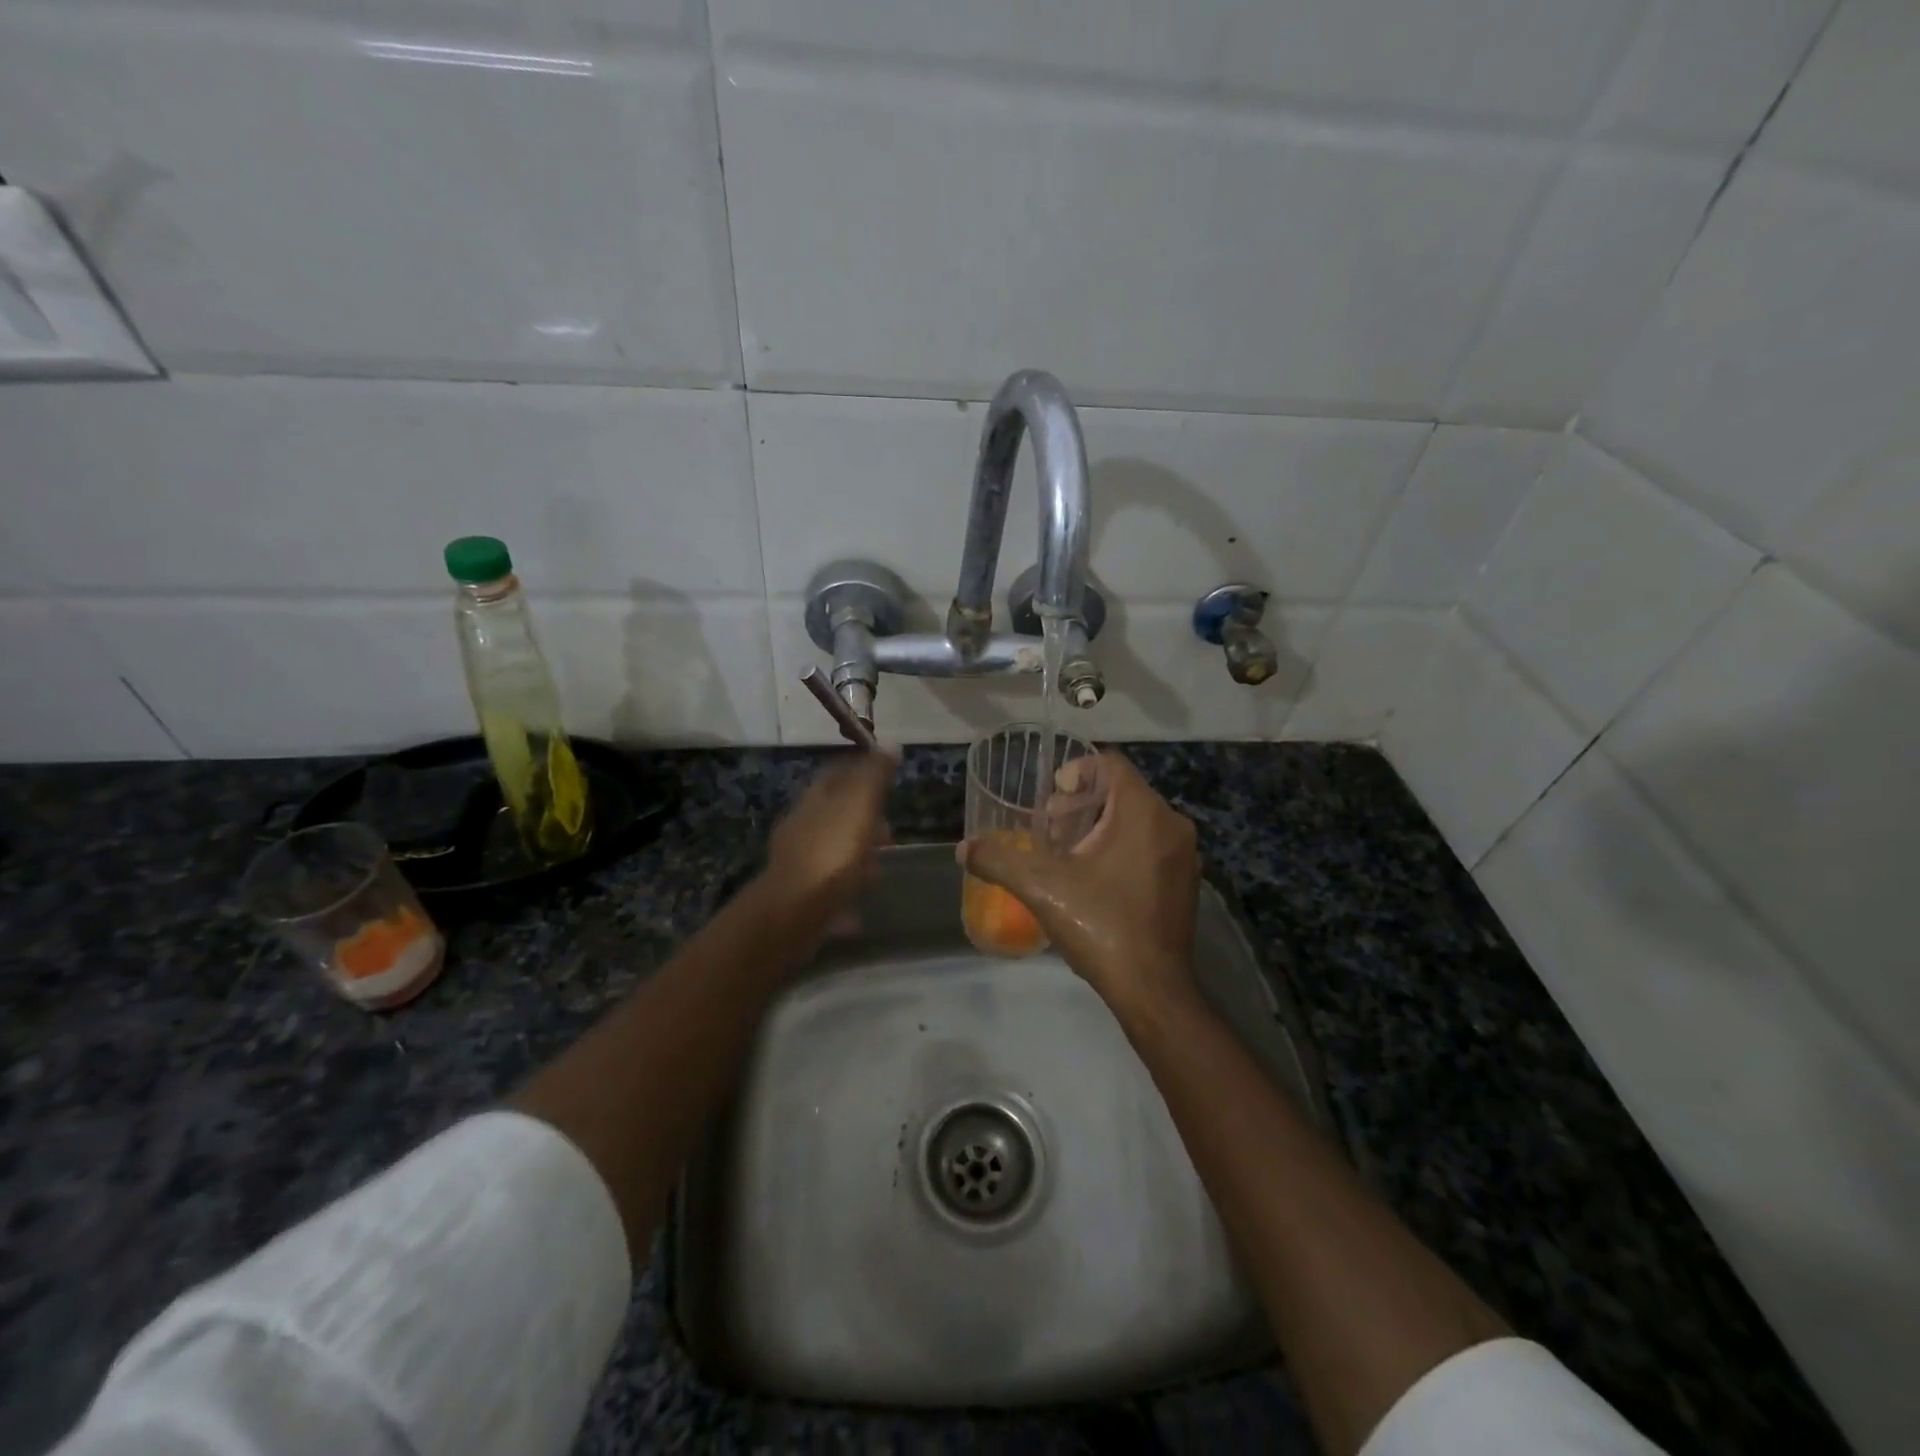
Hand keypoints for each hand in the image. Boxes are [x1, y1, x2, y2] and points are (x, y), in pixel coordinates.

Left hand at [760, 750, 896, 929]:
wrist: (793, 914)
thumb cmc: (831, 854)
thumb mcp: (858, 806)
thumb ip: (874, 776)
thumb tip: (891, 744)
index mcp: (814, 800)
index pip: (837, 772)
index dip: (862, 771)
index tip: (888, 779)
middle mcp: (802, 826)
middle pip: (837, 814)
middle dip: (865, 821)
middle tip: (890, 834)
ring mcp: (799, 862)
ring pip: (834, 850)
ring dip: (857, 858)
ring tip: (878, 871)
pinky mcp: (801, 895)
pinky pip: (831, 886)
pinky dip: (846, 890)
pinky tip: (859, 906)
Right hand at [959, 751, 1198, 1017]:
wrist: (1153, 989)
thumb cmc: (1101, 925)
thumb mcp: (1042, 888)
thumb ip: (999, 860)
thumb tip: (964, 848)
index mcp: (1143, 812)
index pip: (1111, 763)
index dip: (1076, 771)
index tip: (1051, 800)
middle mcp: (1171, 824)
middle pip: (1121, 791)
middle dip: (1081, 805)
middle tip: (1052, 832)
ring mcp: (1183, 855)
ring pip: (1136, 819)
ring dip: (1099, 827)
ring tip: (1068, 858)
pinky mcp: (1185, 881)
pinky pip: (1150, 845)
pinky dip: (1121, 848)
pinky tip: (1095, 881)